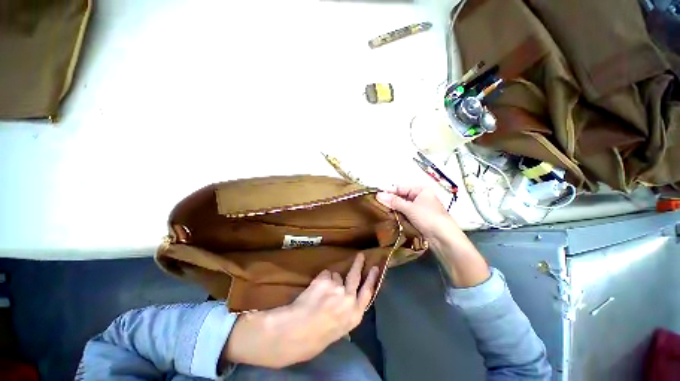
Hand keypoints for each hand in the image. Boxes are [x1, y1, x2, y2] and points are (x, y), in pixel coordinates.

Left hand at [222, 253, 378, 368]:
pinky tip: (314, 290)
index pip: (368, 292)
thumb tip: (344, 300)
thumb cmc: (316, 337)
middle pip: (355, 276)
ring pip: (336, 276)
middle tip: (361, 255)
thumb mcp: (338, 329)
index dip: (372, 279)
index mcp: (354, 315)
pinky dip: (321, 279)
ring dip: (330, 280)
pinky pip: (325, 274)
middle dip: (358, 264)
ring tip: (320, 292)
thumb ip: (345, 312)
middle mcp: (349, 299)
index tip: (375, 268)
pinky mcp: (325, 279)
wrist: (296, 331)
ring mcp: (337, 287)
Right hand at [377, 186, 489, 287]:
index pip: (401, 188)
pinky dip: (399, 215)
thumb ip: (393, 201)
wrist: (444, 238)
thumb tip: (378, 195)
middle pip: (402, 197)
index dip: (389, 191)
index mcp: (421, 190)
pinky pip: (406, 214)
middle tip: (377, 204)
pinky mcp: (419, 218)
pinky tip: (390, 216)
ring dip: (394, 208)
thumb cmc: (428, 217)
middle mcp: (421, 197)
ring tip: (381, 210)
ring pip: (403, 206)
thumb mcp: (409, 208)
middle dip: (391, 200)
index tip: (376, 195)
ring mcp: (420, 208)